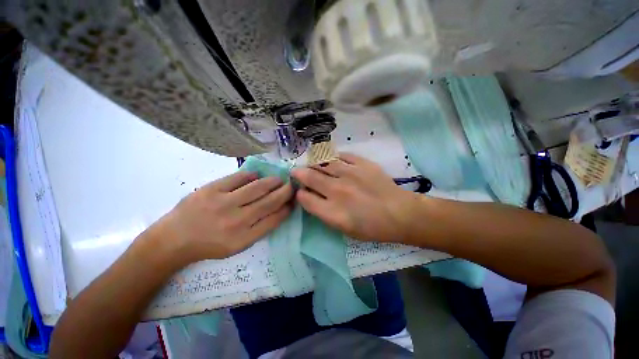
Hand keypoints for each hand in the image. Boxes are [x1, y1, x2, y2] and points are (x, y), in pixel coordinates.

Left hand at [154, 171, 293, 262]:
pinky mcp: (211, 189)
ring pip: (258, 187)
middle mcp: (237, 220)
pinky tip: (257, 175)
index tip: (294, 201)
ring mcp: (223, 203)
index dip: (287, 208)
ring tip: (279, 179)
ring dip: (273, 181)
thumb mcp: (238, 246)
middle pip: (270, 201)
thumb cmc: (209, 245)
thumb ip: (260, 229)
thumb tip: (279, 210)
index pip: (274, 219)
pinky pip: (239, 178)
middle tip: (292, 185)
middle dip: (285, 192)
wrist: (174, 239)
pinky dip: (252, 175)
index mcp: (244, 238)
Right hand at [291, 153, 417, 242]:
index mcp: (333, 212)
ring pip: (323, 162)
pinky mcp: (362, 163)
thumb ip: (324, 213)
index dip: (299, 194)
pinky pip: (341, 155)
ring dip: (314, 163)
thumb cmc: (372, 227)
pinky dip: (333, 157)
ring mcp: (350, 174)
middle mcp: (338, 191)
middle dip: (299, 174)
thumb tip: (311, 198)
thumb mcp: (344, 229)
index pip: (305, 198)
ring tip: (313, 165)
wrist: (400, 213)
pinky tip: (332, 160)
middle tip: (297, 172)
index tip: (301, 192)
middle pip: (310, 177)